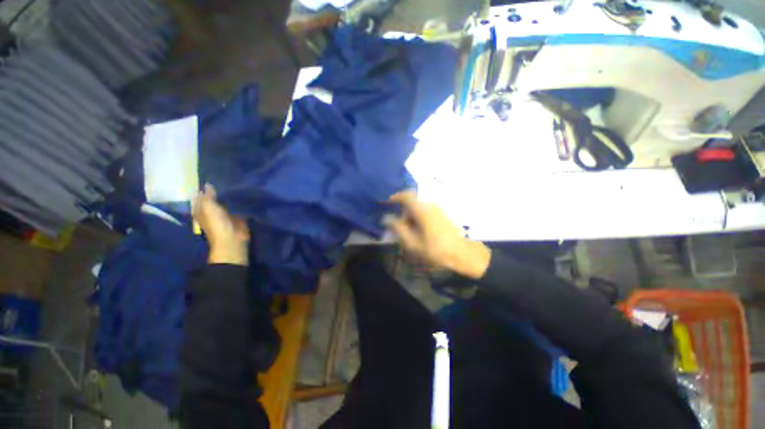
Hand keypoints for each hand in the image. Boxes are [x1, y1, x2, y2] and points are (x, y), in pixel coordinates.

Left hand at [193, 184, 249, 265]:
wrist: (233, 238)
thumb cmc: (217, 223)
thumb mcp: (208, 207)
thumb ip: (208, 196)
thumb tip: (208, 184)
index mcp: (202, 209)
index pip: (203, 195)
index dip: (207, 187)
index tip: (214, 176)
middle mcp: (213, 210)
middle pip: (216, 197)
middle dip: (221, 189)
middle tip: (229, 177)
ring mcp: (226, 213)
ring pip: (228, 200)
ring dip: (232, 194)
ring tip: (238, 181)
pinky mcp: (238, 215)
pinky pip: (239, 205)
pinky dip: (241, 200)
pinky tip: (245, 191)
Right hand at [386, 191, 490, 278]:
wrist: (466, 254)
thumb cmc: (438, 250)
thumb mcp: (414, 244)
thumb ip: (398, 229)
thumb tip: (387, 218)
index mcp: (422, 210)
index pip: (406, 195)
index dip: (395, 197)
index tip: (388, 203)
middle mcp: (431, 205)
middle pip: (412, 204)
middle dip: (404, 215)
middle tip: (402, 230)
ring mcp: (440, 208)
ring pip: (420, 208)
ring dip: (413, 218)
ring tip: (413, 234)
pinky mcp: (445, 214)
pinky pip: (428, 211)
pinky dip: (421, 218)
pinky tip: (423, 232)